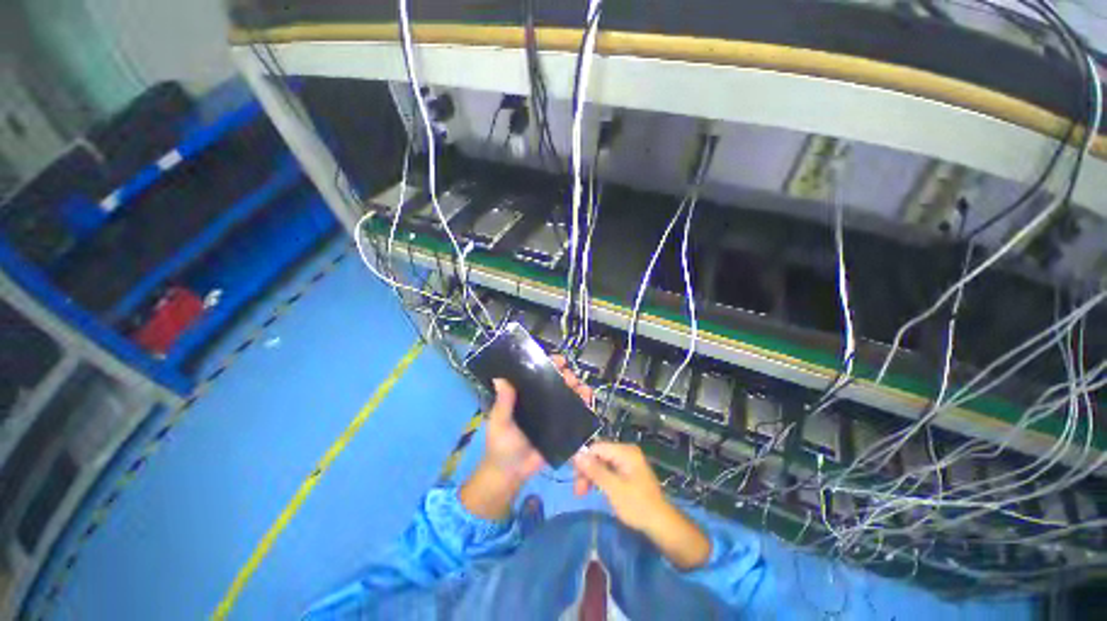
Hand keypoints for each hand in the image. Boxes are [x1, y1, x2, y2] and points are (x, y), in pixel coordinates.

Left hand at [482, 356, 593, 480]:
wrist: (511, 473)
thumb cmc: (501, 444)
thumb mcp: (500, 421)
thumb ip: (503, 402)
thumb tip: (500, 378)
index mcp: (526, 394)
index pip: (539, 373)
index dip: (550, 364)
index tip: (558, 361)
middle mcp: (541, 400)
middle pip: (558, 381)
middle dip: (567, 375)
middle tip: (569, 377)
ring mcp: (554, 413)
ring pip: (569, 395)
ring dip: (578, 387)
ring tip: (581, 388)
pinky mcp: (563, 428)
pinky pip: (575, 414)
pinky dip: (584, 405)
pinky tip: (588, 399)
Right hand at [571, 442, 668, 531]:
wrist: (661, 524)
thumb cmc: (638, 505)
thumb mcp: (613, 488)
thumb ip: (595, 471)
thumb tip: (576, 455)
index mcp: (625, 451)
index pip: (596, 448)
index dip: (583, 461)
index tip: (574, 479)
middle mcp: (626, 452)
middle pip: (598, 455)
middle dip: (586, 471)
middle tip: (578, 492)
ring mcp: (627, 462)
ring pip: (602, 463)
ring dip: (591, 476)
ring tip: (582, 494)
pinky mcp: (628, 472)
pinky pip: (609, 470)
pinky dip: (600, 479)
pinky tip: (595, 490)